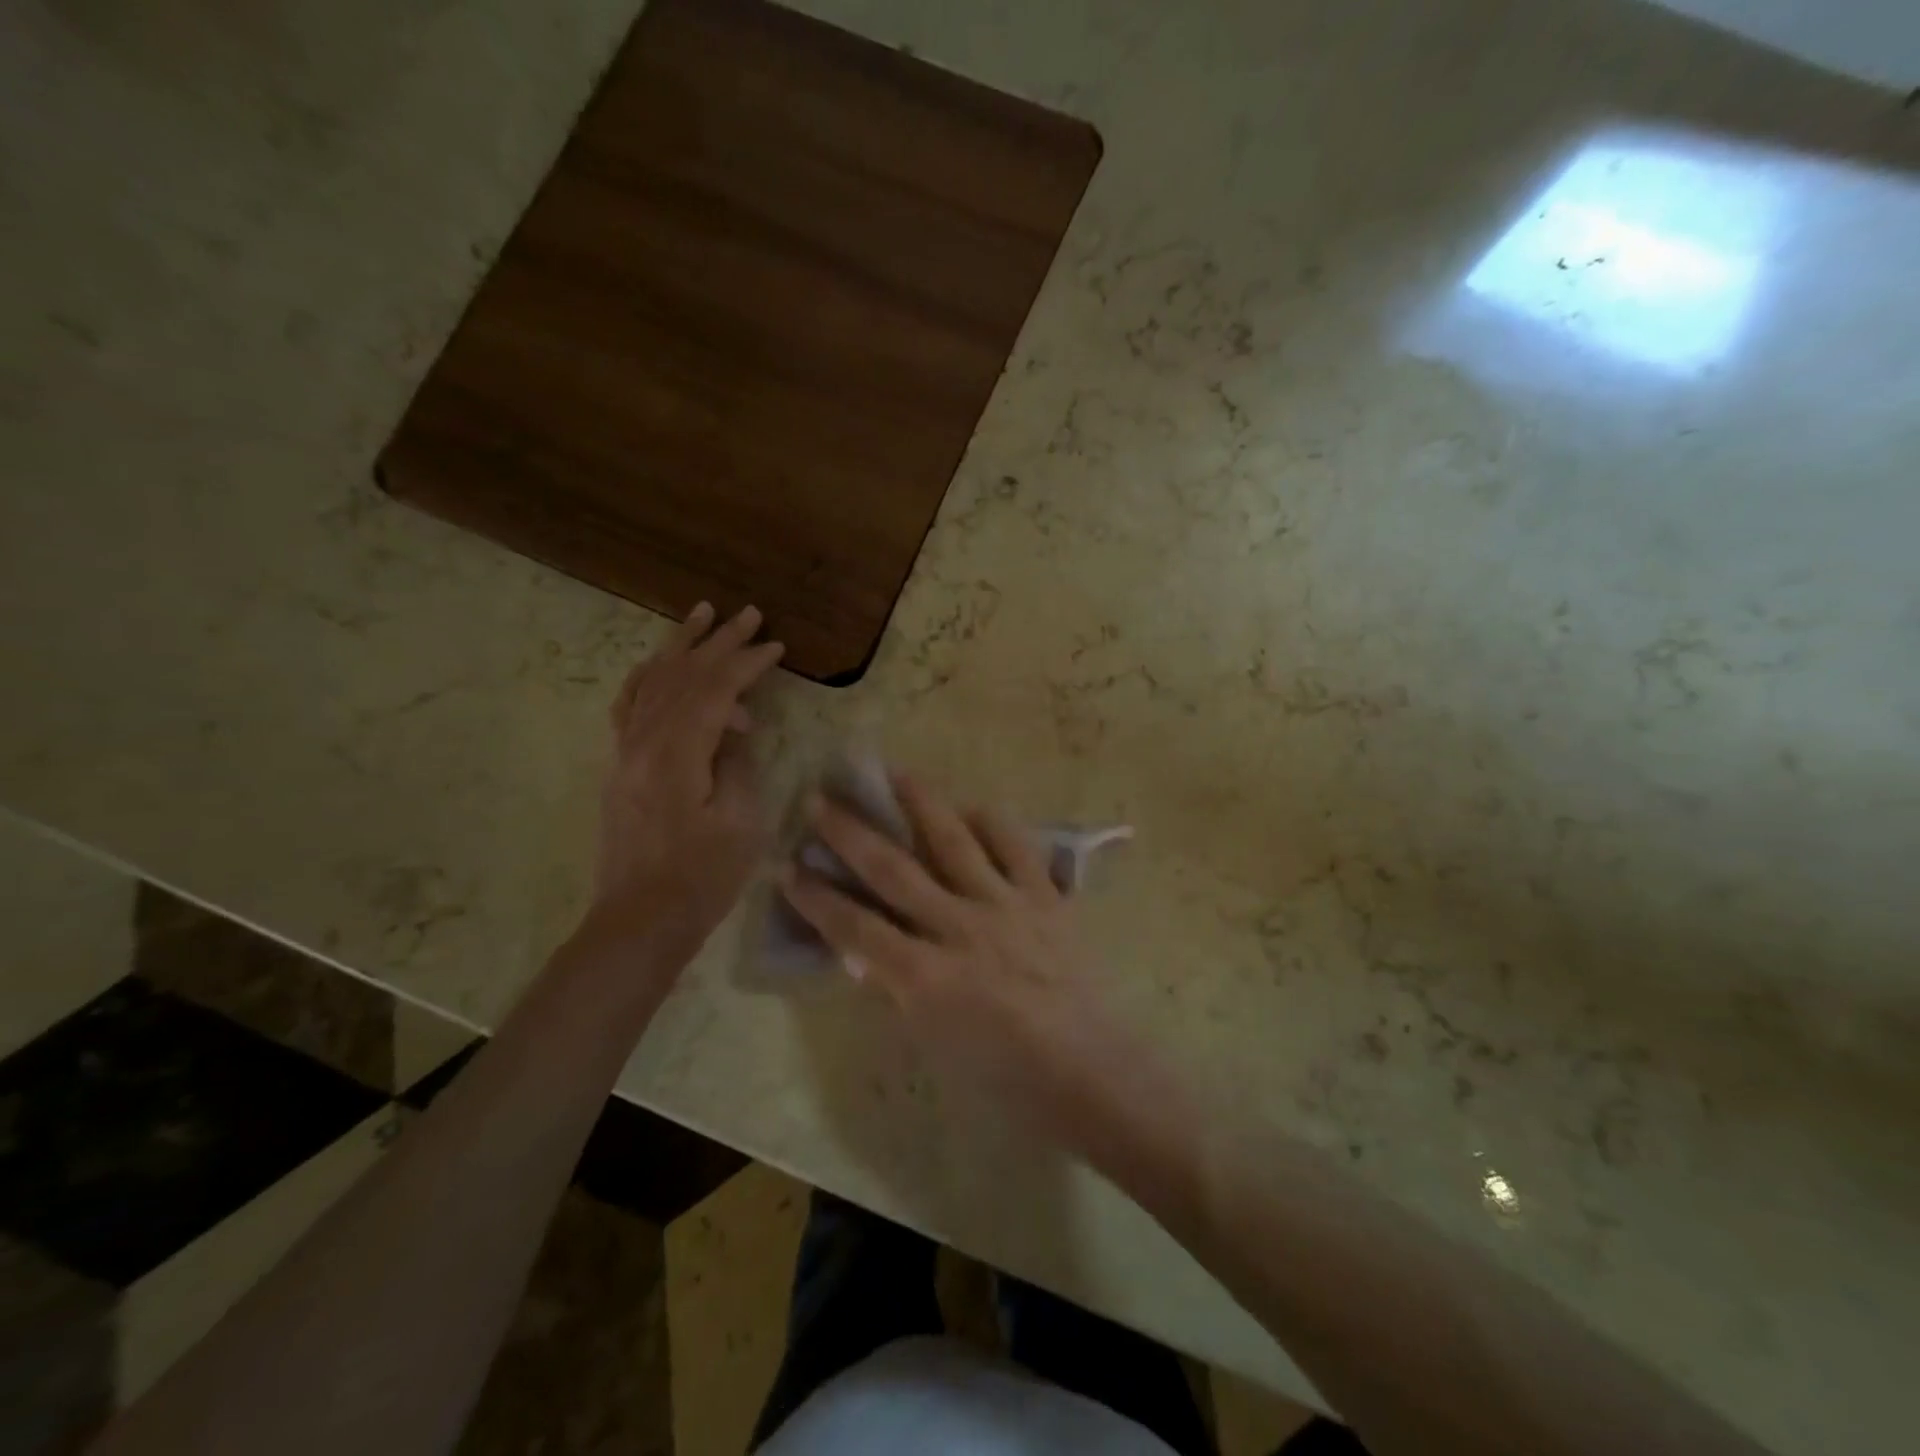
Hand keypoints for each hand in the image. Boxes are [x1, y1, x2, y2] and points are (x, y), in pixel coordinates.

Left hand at [588, 602, 784, 964]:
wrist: (640, 921)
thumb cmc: (701, 878)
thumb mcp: (740, 823)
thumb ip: (738, 764)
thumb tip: (735, 730)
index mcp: (676, 754)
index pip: (715, 690)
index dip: (747, 663)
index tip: (777, 645)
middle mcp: (643, 741)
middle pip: (682, 676)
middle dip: (717, 642)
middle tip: (747, 613)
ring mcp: (625, 752)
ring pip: (651, 682)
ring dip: (679, 647)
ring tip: (701, 615)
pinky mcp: (620, 766)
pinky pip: (629, 706)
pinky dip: (647, 677)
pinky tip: (658, 664)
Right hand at [779, 773, 1142, 1152]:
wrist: (1091, 1073)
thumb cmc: (1007, 1080)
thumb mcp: (935, 1046)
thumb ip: (899, 993)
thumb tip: (867, 955)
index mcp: (926, 978)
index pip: (855, 929)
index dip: (817, 899)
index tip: (788, 869)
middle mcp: (960, 929)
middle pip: (894, 871)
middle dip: (850, 834)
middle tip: (820, 799)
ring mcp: (1006, 906)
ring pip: (954, 842)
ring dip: (920, 804)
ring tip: (896, 772)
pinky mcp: (1045, 898)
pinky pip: (1017, 848)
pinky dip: (994, 823)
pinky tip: (974, 807)